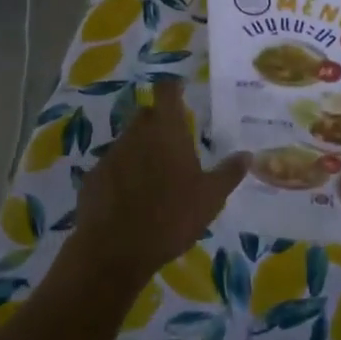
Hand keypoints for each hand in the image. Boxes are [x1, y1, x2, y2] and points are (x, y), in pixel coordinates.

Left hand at [70, 82, 248, 291]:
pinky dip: (122, 174)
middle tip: (175, 145)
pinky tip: (131, 199)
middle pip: (147, 115)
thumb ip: (228, 173)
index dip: (173, 87)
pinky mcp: (93, 176)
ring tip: (155, 178)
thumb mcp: (210, 198)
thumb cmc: (170, 217)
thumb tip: (247, 154)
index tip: (182, 91)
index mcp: (166, 130)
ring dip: (141, 150)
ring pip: (129, 141)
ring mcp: (111, 153)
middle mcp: (136, 132)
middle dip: (160, 123)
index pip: (167, 90)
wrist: (114, 251)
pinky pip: (113, 166)